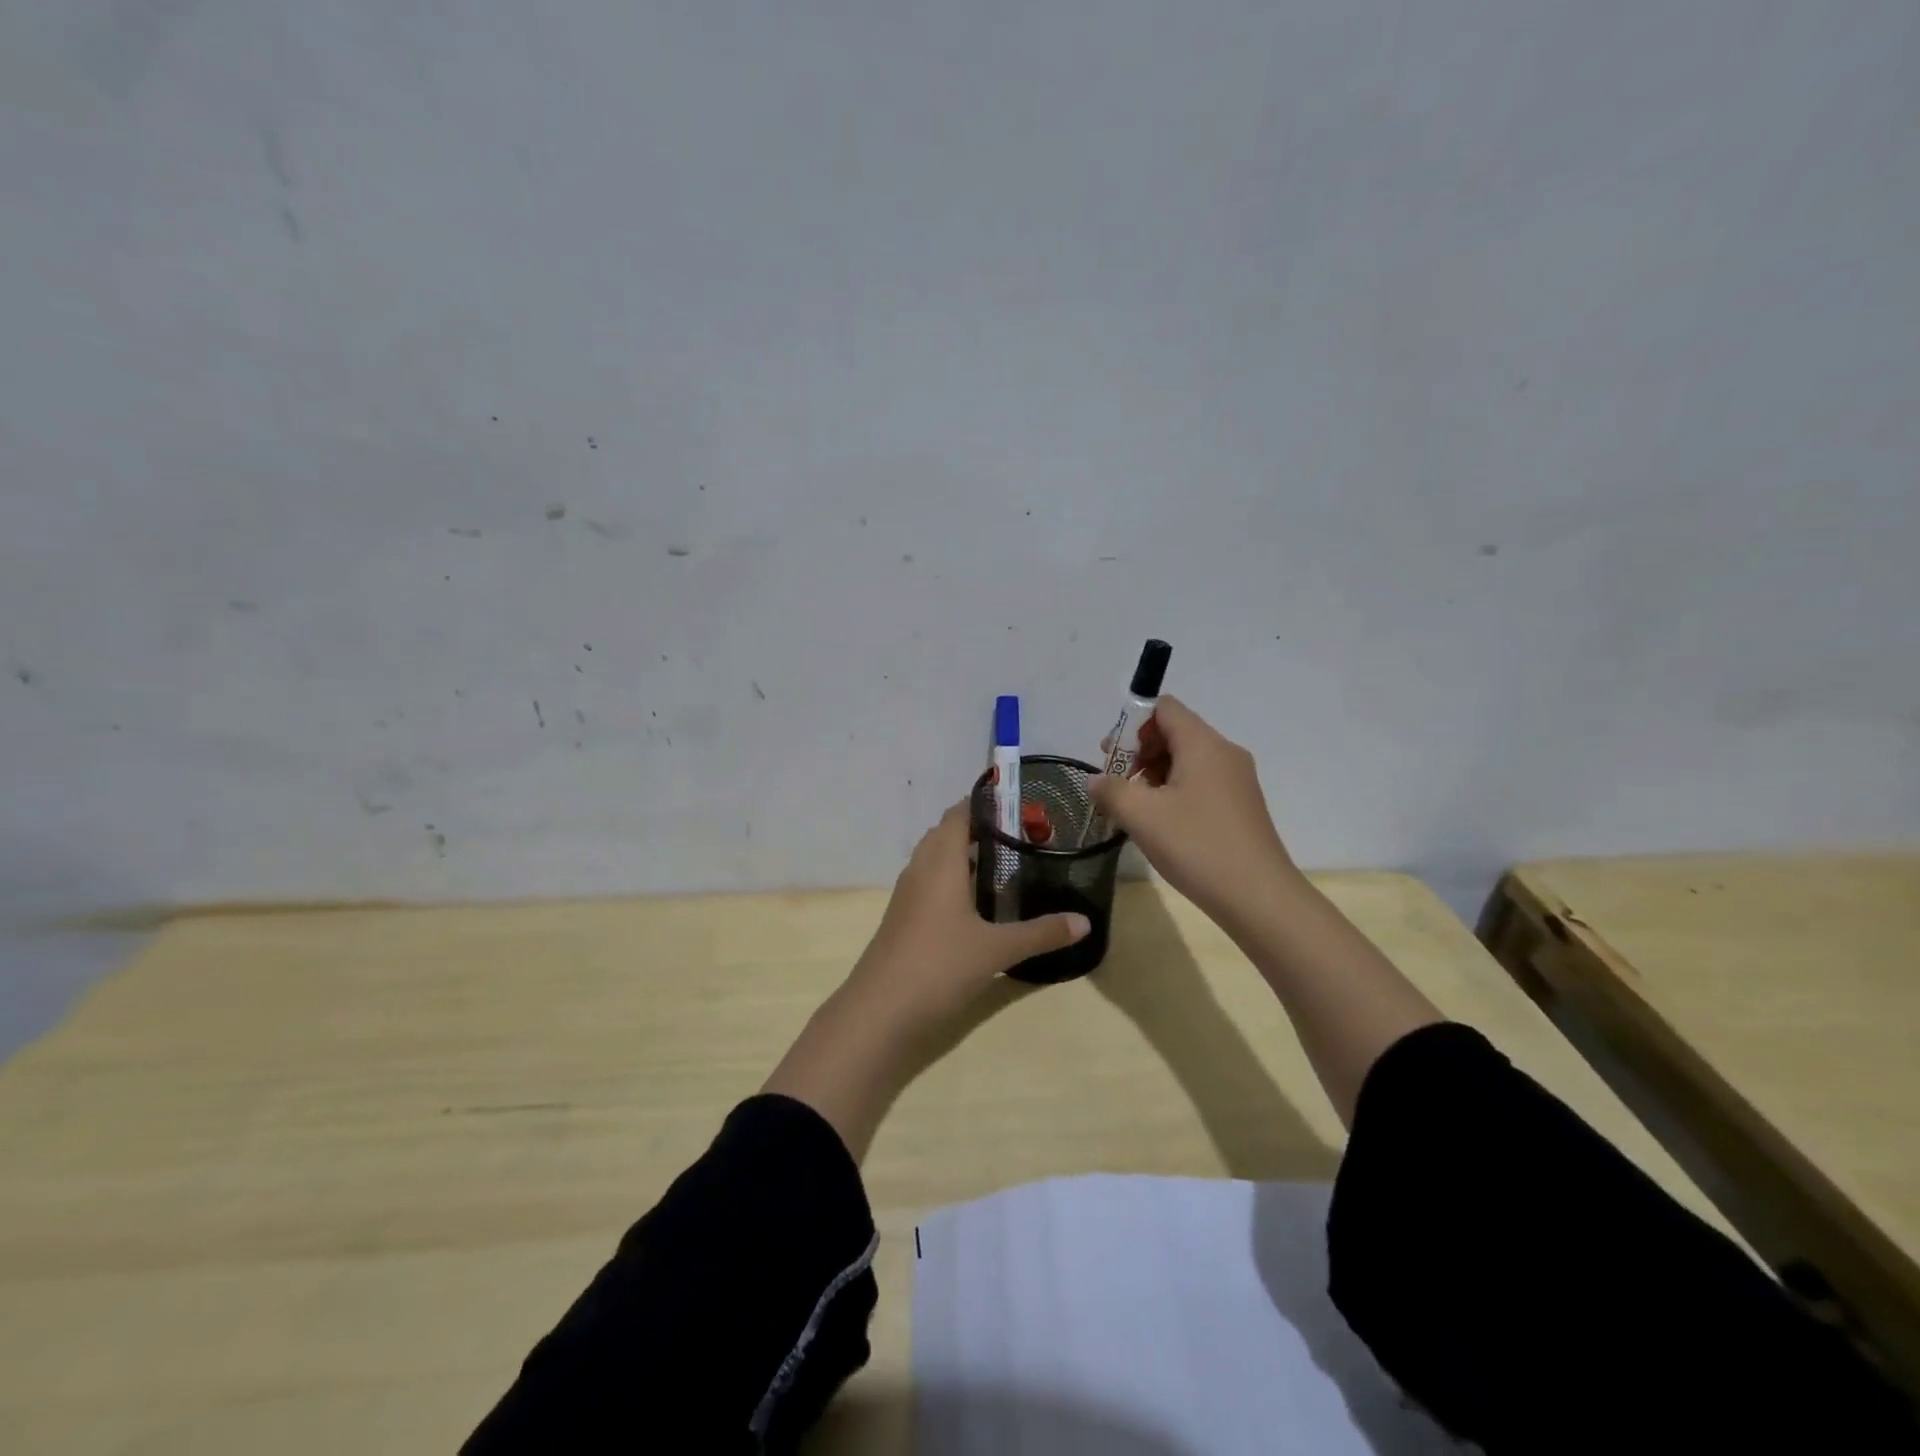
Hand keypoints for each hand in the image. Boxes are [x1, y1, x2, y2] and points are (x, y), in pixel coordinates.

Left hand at [846, 801, 1090, 1035]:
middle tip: (1023, 836)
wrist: (879, 1012)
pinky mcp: (904, 917)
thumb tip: (1085, 922)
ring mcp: (908, 894)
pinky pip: (931, 882)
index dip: (987, 803)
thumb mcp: (996, 950)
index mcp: (940, 861)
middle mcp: (920, 868)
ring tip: (1008, 864)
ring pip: (937, 859)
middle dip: (981, 829)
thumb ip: (1041, 932)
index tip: (1022, 805)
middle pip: (947, 832)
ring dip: (965, 855)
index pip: (959, 812)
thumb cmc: (938, 966)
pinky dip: (954, 880)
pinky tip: (979, 902)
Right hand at [1090, 696, 1299, 923]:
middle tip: (1116, 784)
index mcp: (1203, 744)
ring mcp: (1237, 780)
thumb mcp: (1141, 815)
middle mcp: (1224, 753)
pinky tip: (1160, 824)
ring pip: (1187, 760)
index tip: (1111, 756)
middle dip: (1139, 751)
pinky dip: (1174, 791)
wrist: (1258, 898)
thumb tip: (1097, 780)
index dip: (1132, 723)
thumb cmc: (1196, 846)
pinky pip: (1200, 783)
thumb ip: (1111, 790)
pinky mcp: (1241, 806)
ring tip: (1134, 808)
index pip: (1164, 707)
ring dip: (1154, 774)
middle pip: (1175, 732)